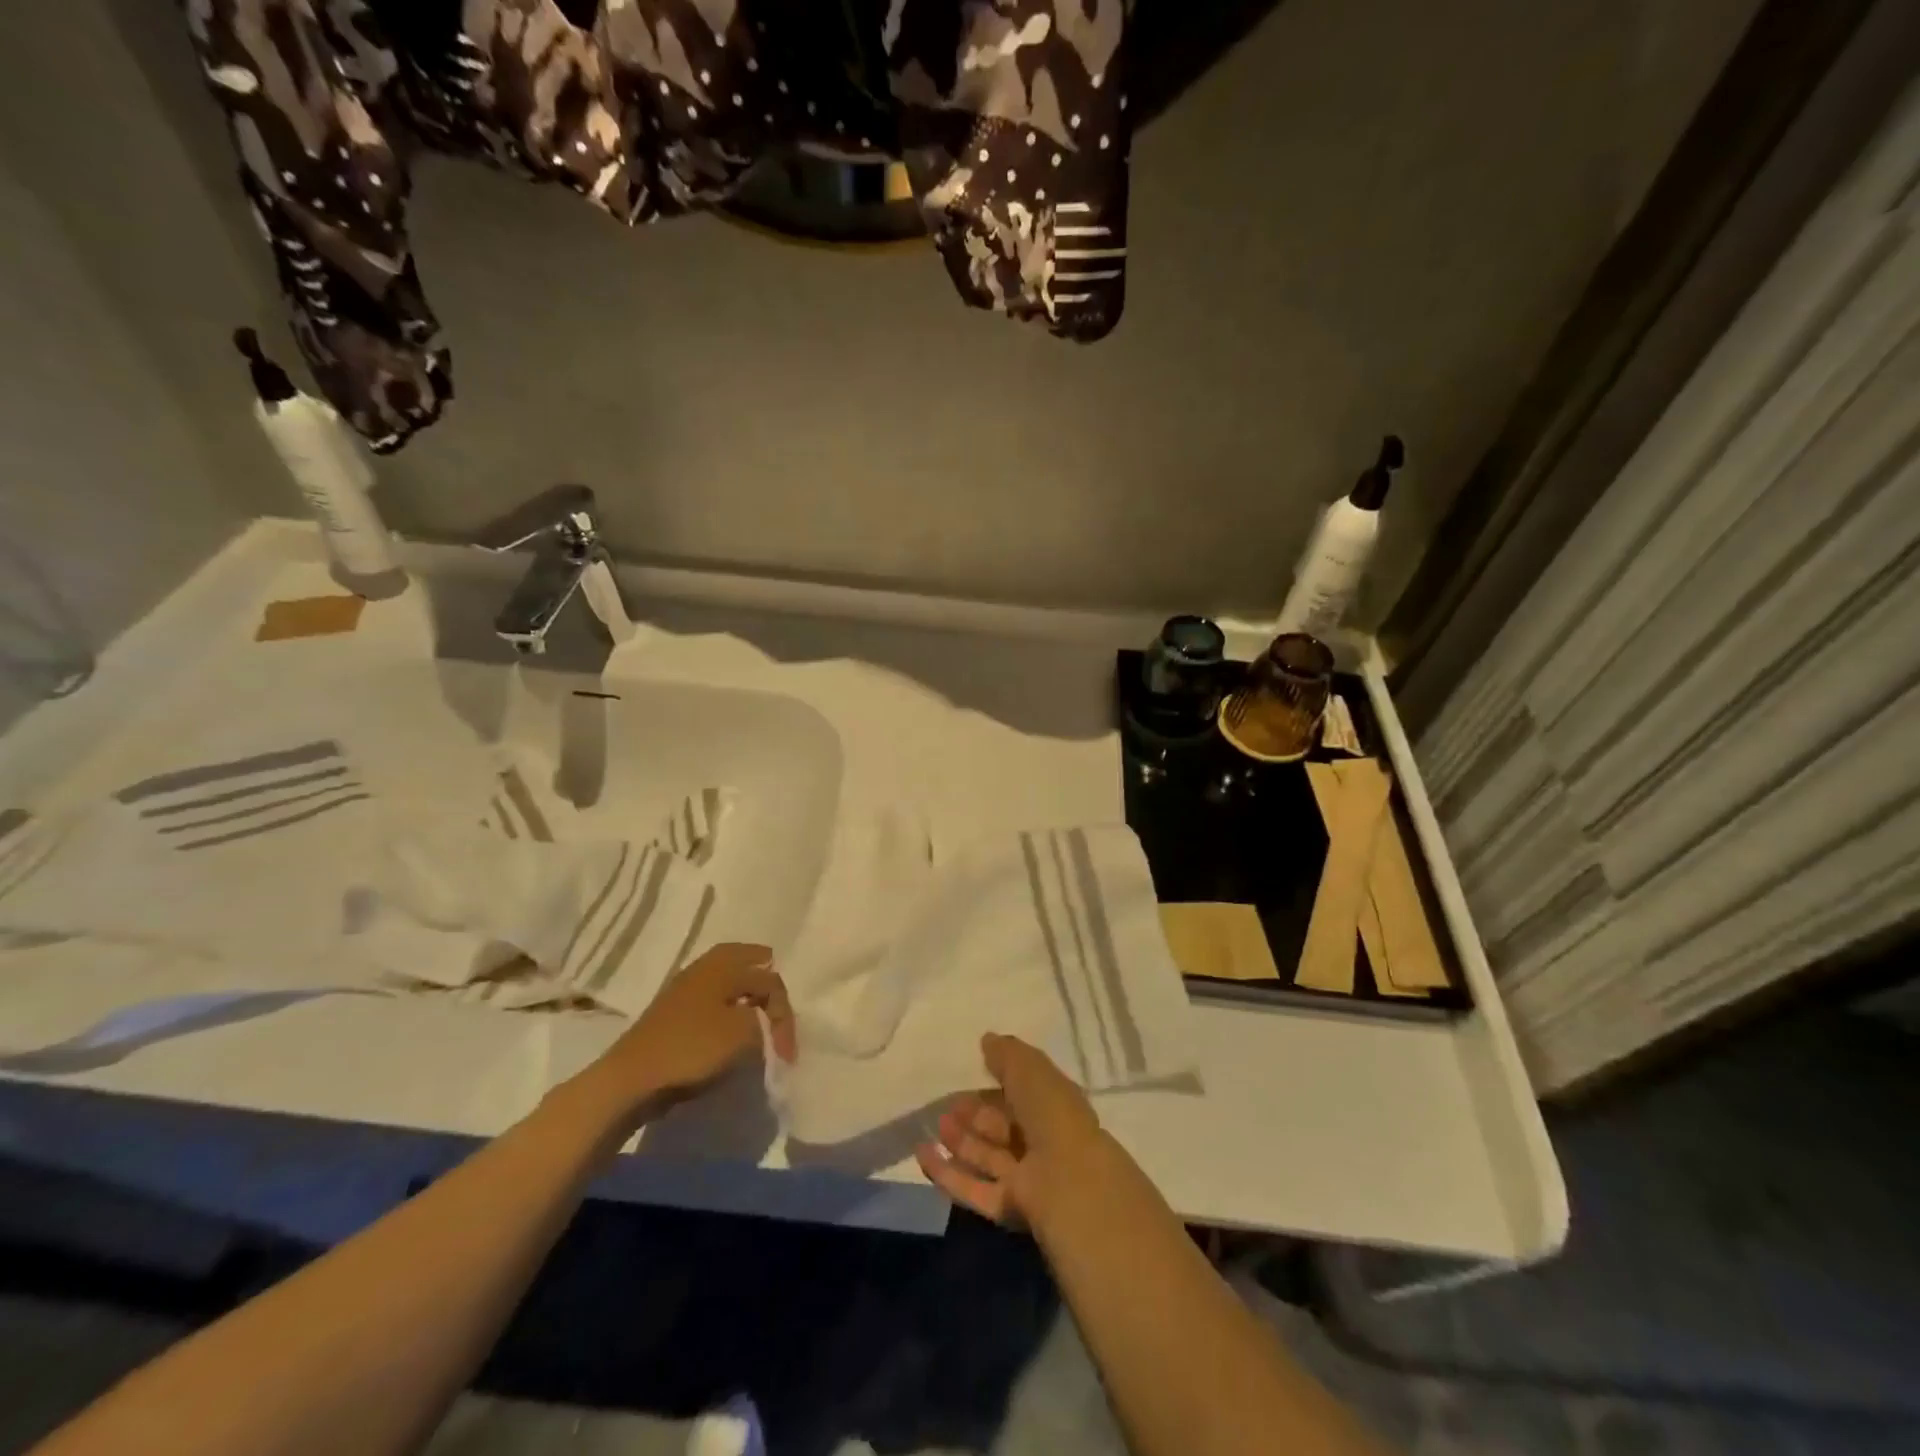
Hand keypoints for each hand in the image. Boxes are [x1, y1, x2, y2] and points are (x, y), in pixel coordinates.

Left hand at [574, 943, 795, 1123]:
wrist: (631, 1079)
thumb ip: (765, 1023)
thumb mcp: (743, 1035)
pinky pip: (711, 997)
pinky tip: (730, 1025)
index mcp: (724, 966)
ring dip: (744, 992)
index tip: (787, 1051)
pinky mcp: (673, 1012)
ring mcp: (685, 988)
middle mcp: (705, 967)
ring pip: (726, 978)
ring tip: (758, 1012)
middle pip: (745, 961)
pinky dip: (727, 1005)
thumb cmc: (692, 1048)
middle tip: (778, 996)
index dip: (784, 1015)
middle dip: (764, 977)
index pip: (770, 981)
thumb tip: (765, 1024)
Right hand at [915, 1033, 1108, 1227]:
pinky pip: (971, 1188)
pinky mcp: (1006, 1207)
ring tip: (935, 1125)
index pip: (1021, 1094)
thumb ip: (1006, 1054)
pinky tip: (922, 1154)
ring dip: (960, 1141)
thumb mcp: (1029, 1068)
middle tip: (948, 1104)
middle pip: (1001, 1128)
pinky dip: (946, 1172)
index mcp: (1052, 1107)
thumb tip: (987, 1039)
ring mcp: (1024, 1177)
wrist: (1067, 1180)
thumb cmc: (1052, 1112)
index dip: (996, 1085)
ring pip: (986, 1157)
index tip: (969, 1075)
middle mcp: (1040, 1142)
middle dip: (975, 1115)